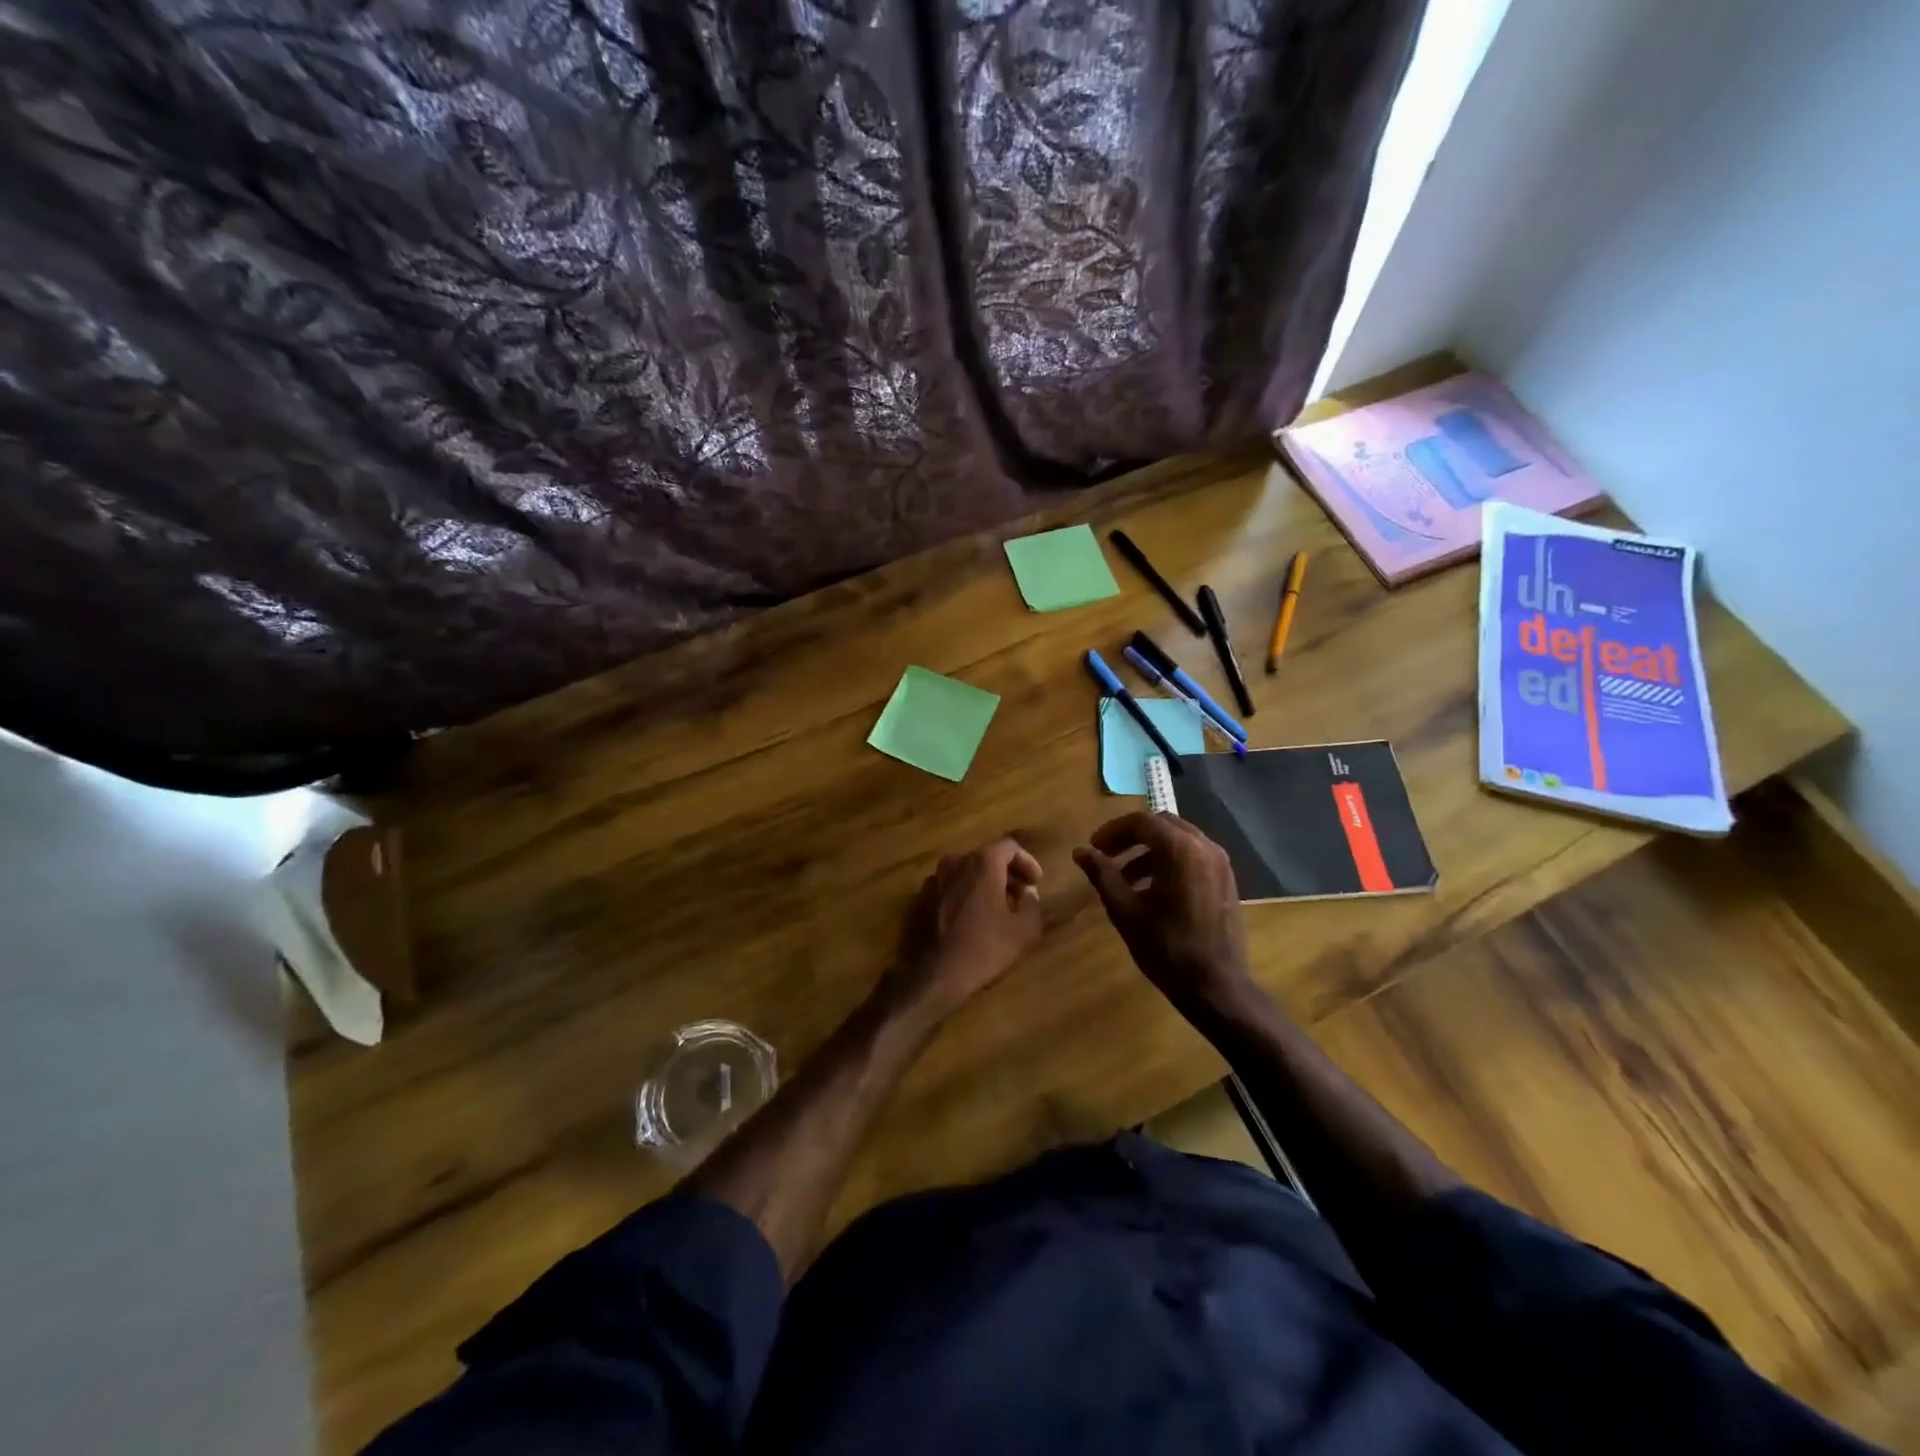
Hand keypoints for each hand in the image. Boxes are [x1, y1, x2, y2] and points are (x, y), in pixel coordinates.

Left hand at [890, 838, 1044, 1020]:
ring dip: (984, 884)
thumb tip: (1027, 893)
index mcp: (982, 862)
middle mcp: (955, 861)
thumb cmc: (985, 947)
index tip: (1036, 883)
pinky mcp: (921, 898)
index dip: (1027, 862)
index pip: (1009, 847)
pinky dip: (964, 894)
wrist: (936, 974)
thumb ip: (1032, 903)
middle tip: (1020, 896)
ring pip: (966, 872)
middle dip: (1007, 873)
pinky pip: (950, 887)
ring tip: (997, 907)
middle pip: (986, 857)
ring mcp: (934, 879)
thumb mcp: (1024, 929)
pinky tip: (972, 918)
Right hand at [1074, 812, 1253, 1014]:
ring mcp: (1220, 862)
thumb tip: (1080, 851)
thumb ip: (1102, 874)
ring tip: (1125, 878)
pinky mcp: (1226, 879)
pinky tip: (1152, 889)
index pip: (1140, 822)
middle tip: (1107, 856)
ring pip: (1178, 839)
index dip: (1112, 831)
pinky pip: (1193, 855)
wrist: (1216, 986)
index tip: (1094, 848)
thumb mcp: (1125, 910)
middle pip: (1161, 824)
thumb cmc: (1166, 948)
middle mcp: (1204, 846)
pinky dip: (1169, 861)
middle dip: (1131, 837)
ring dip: (1149, 850)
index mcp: (1180, 849)